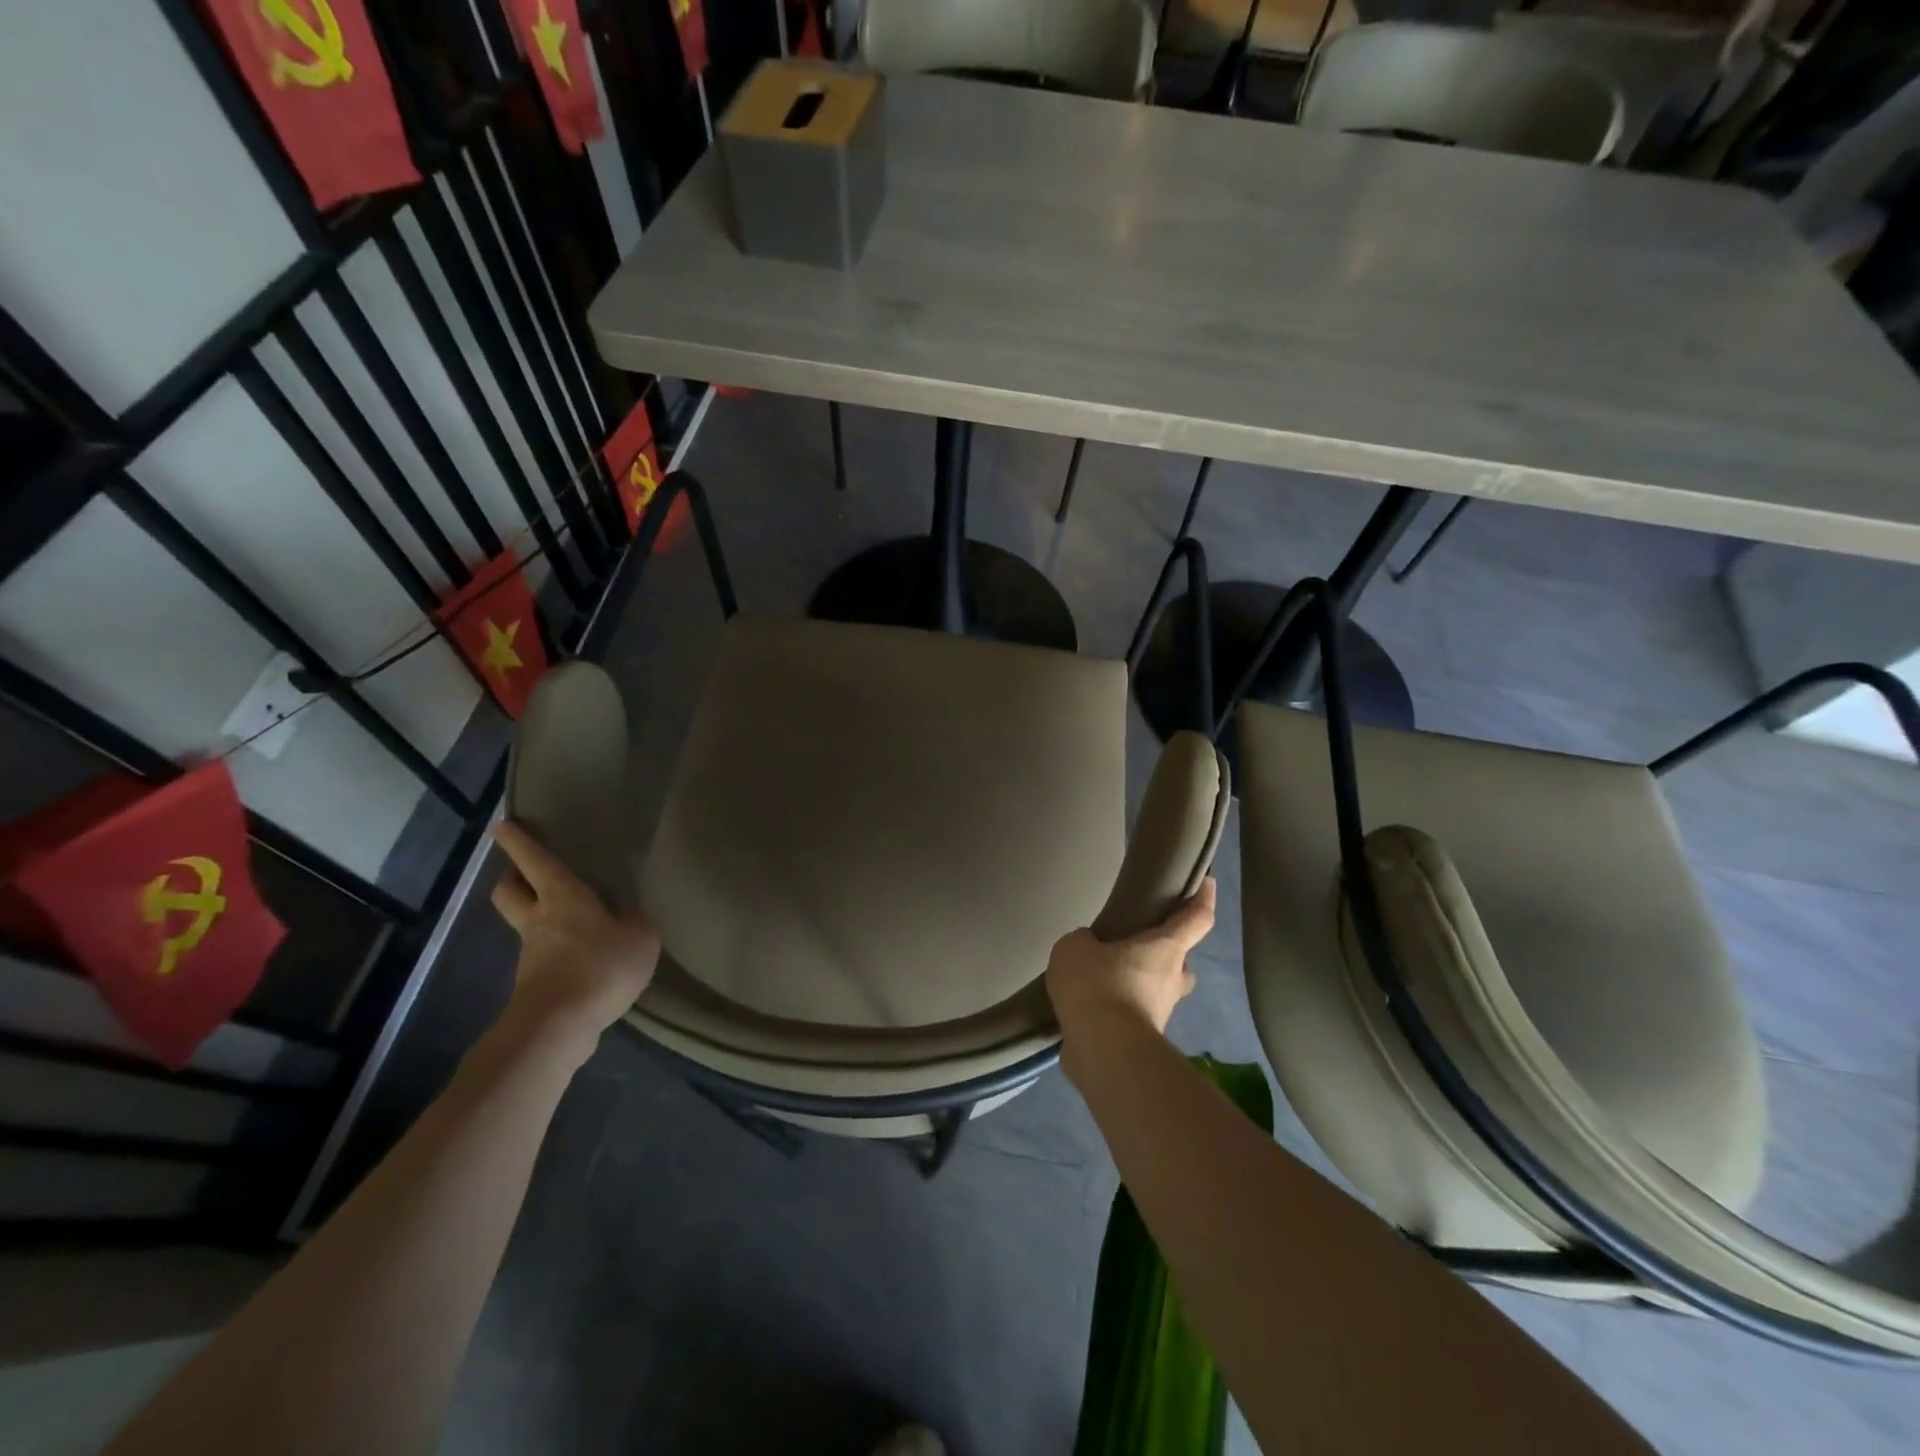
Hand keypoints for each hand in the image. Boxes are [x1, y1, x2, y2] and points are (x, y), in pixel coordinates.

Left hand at [489, 820, 660, 1044]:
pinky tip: (578, 959)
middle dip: (512, 878)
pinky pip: (540, 957)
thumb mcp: (640, 937)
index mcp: (563, 897)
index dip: (519, 841)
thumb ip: (636, 919)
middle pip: (509, 891)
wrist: (558, 1027)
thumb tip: (627, 913)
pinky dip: (553, 951)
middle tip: (525, 873)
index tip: (502, 826)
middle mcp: (538, 920)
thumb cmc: (600, 967)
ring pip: (523, 924)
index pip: (536, 861)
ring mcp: (530, 954)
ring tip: (566, 920)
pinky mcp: (532, 985)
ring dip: (534, 916)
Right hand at [1046, 879, 1216, 1080]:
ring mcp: (1160, 1015)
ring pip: (1157, 992)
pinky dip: (1117, 1012)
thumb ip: (1085, 942)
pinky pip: (1132, 1017)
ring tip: (1101, 979)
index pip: (1196, 918)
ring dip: (1138, 986)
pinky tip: (1089, 1008)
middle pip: (1180, 962)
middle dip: (1165, 955)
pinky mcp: (1142, 1043)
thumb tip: (1090, 950)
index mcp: (1166, 949)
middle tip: (1135, 947)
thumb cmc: (1098, 985)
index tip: (1207, 882)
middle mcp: (1171, 980)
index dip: (1203, 898)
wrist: (1102, 1050)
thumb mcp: (1076, 947)